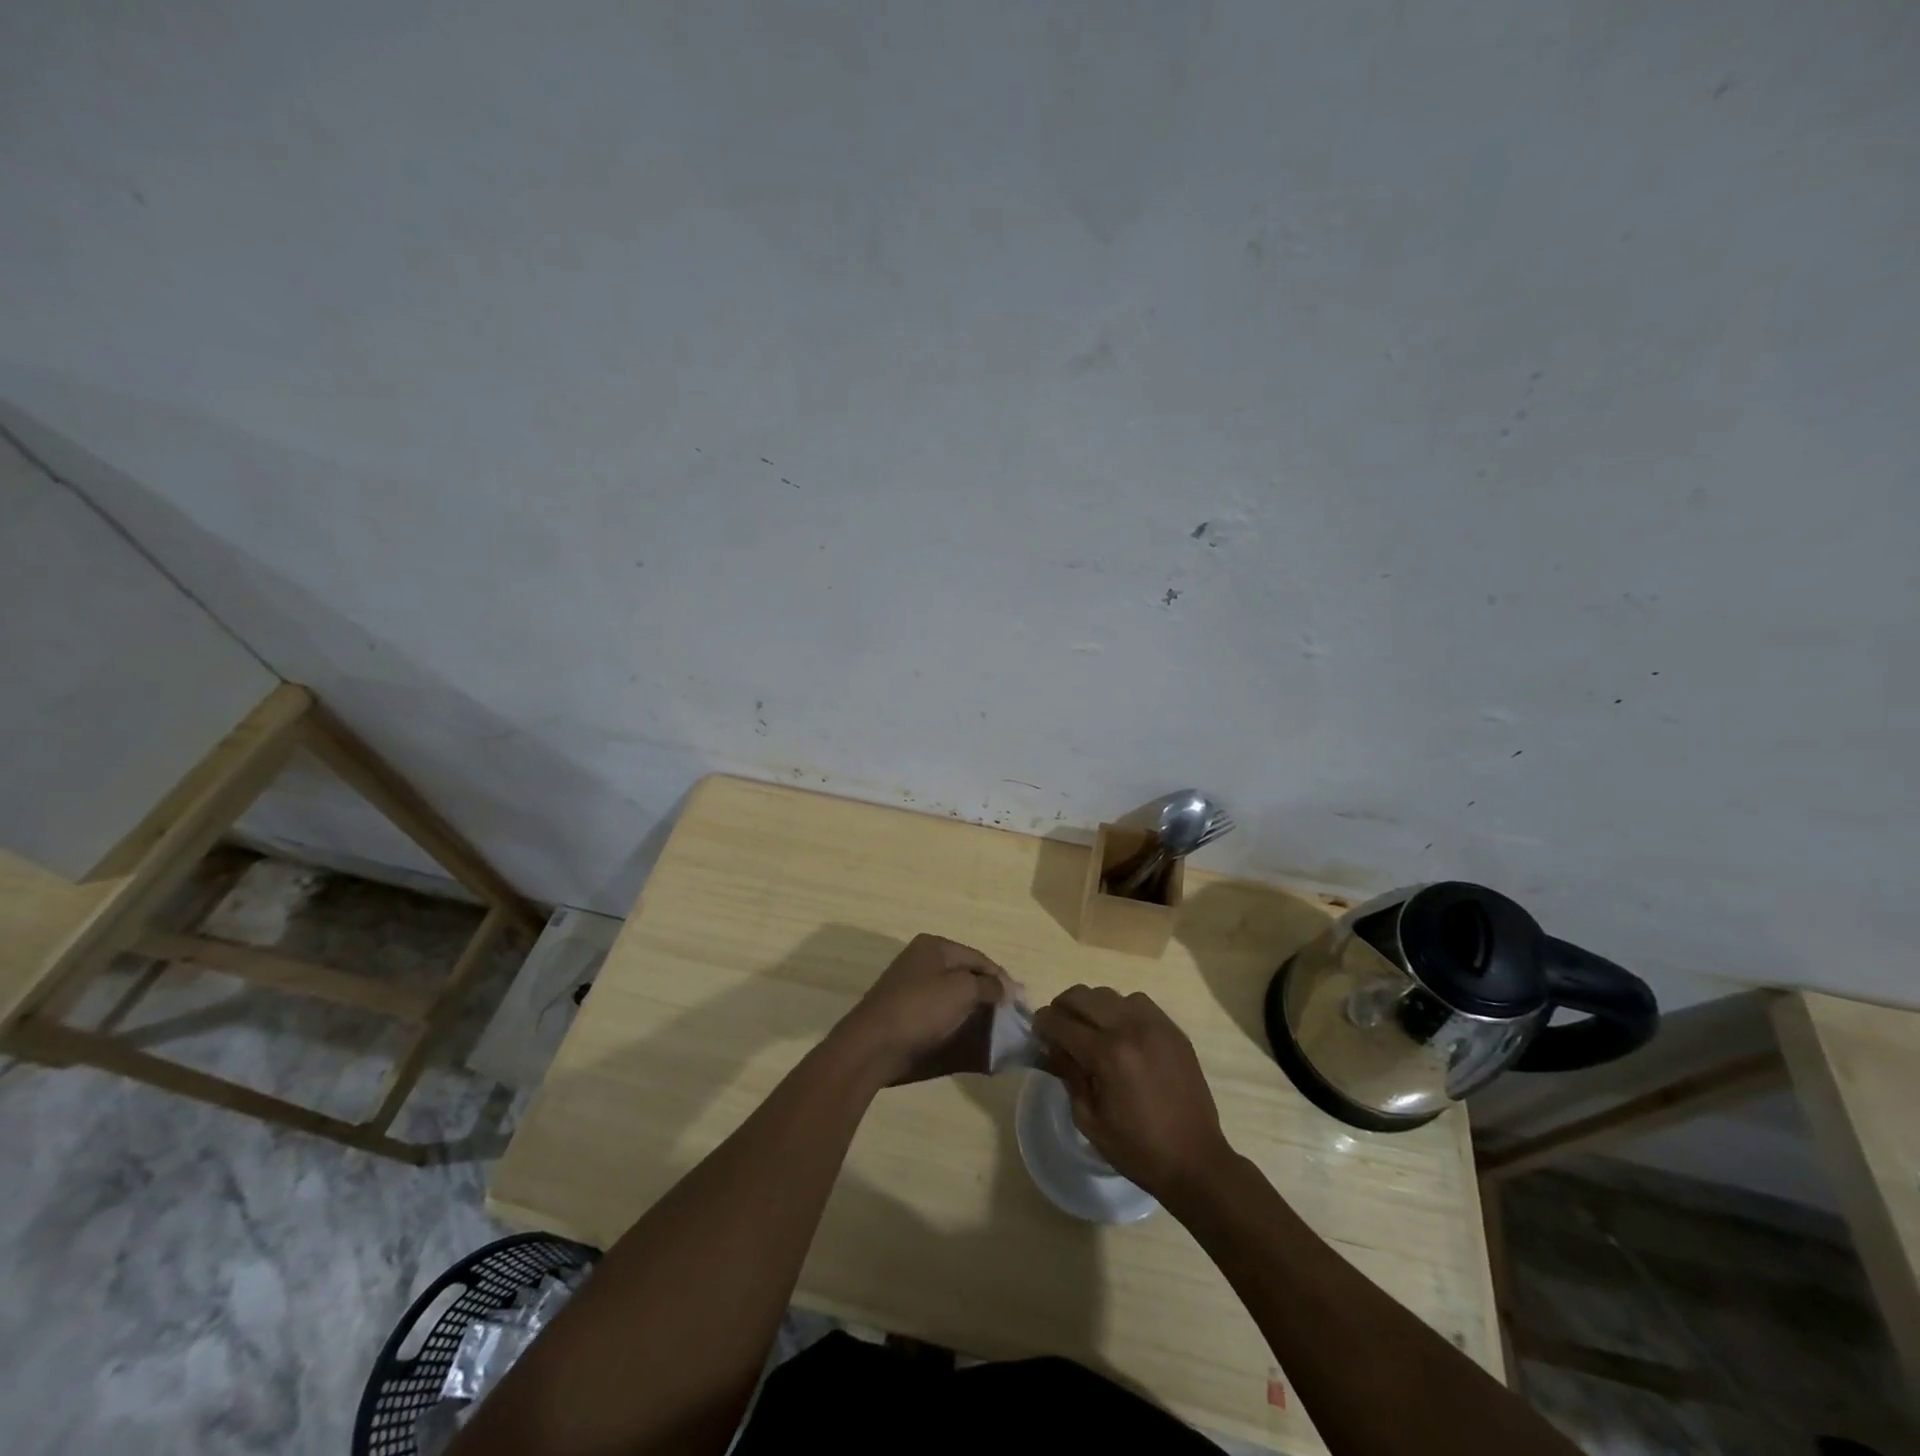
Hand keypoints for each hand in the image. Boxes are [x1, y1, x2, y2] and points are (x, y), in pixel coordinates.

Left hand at [833, 934, 1013, 1085]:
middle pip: (966, 975)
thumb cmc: (920, 1009)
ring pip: (953, 995)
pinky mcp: (906, 1012)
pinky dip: (957, 1022)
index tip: (1020, 1002)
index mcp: (935, 946)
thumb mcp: (962, 990)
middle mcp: (922, 960)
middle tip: (1009, 1017)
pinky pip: (940, 1013)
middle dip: (989, 994)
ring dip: (974, 1010)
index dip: (1002, 979)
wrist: (873, 1045)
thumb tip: (1005, 988)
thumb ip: (988, 986)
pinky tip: (969, 1036)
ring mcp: (911, 986)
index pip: (979, 958)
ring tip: (994, 1029)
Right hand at [1034, 986, 1234, 1198]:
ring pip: (1110, 995)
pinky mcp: (1173, 1029)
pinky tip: (1121, 1033)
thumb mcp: (1089, 1119)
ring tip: (1091, 1030)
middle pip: (1082, 996)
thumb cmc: (1137, 1149)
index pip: (1061, 1022)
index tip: (1037, 1031)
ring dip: (1093, 1007)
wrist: (1195, 1160)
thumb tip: (1051, 1047)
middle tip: (1059, 1028)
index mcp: (1107, 1054)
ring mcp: (1155, 1025)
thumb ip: (1067, 1074)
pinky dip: (1121, 1010)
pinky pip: (1138, 1002)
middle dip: (1062, 1007)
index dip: (1043, 1024)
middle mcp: (1130, 1028)